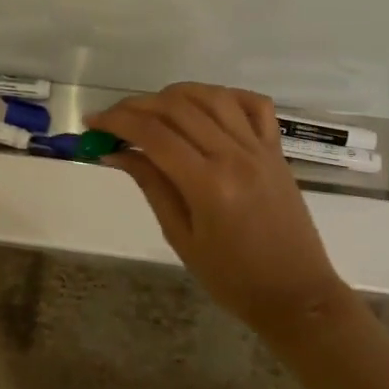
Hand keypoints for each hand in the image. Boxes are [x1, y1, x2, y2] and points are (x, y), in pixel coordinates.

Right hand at [88, 83, 355, 340]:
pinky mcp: (276, 150)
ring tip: (152, 109)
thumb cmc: (232, 278)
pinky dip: (226, 96)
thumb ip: (151, 186)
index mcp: (208, 184)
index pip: (154, 135)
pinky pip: (254, 105)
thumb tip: (116, 152)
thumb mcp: (181, 238)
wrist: (296, 294)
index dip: (117, 122)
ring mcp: (260, 148)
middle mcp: (235, 155)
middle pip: (178, 108)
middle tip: (114, 119)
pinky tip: (204, 106)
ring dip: (176, 94)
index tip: (92, 122)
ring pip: (213, 97)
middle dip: (138, 106)